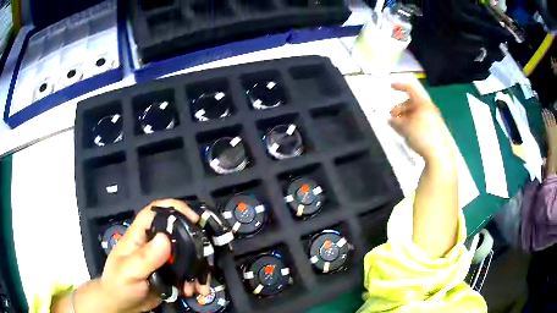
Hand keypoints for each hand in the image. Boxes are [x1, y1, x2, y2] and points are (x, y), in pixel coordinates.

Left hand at [77, 200, 208, 312]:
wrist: (121, 305)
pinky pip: (185, 273)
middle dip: (192, 244)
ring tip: (199, 285)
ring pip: (184, 255)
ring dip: (195, 269)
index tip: (194, 219)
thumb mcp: (129, 272)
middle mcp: (151, 244)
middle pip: (175, 232)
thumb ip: (145, 258)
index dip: (173, 207)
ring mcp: (161, 260)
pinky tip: (195, 291)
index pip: (154, 212)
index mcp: (138, 236)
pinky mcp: (168, 275)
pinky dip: (193, 281)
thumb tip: (166, 239)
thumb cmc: (118, 285)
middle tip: (204, 257)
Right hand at [389, 82, 453, 162]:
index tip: (391, 87)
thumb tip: (390, 120)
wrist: (439, 155)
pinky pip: (421, 122)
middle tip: (392, 116)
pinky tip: (407, 132)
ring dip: (405, 117)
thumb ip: (396, 122)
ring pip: (416, 113)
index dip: (400, 86)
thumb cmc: (422, 136)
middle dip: (401, 108)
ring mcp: (433, 120)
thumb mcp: (405, 127)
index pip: (410, 89)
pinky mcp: (435, 130)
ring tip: (398, 126)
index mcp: (423, 103)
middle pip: (412, 103)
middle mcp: (429, 109)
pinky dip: (412, 123)